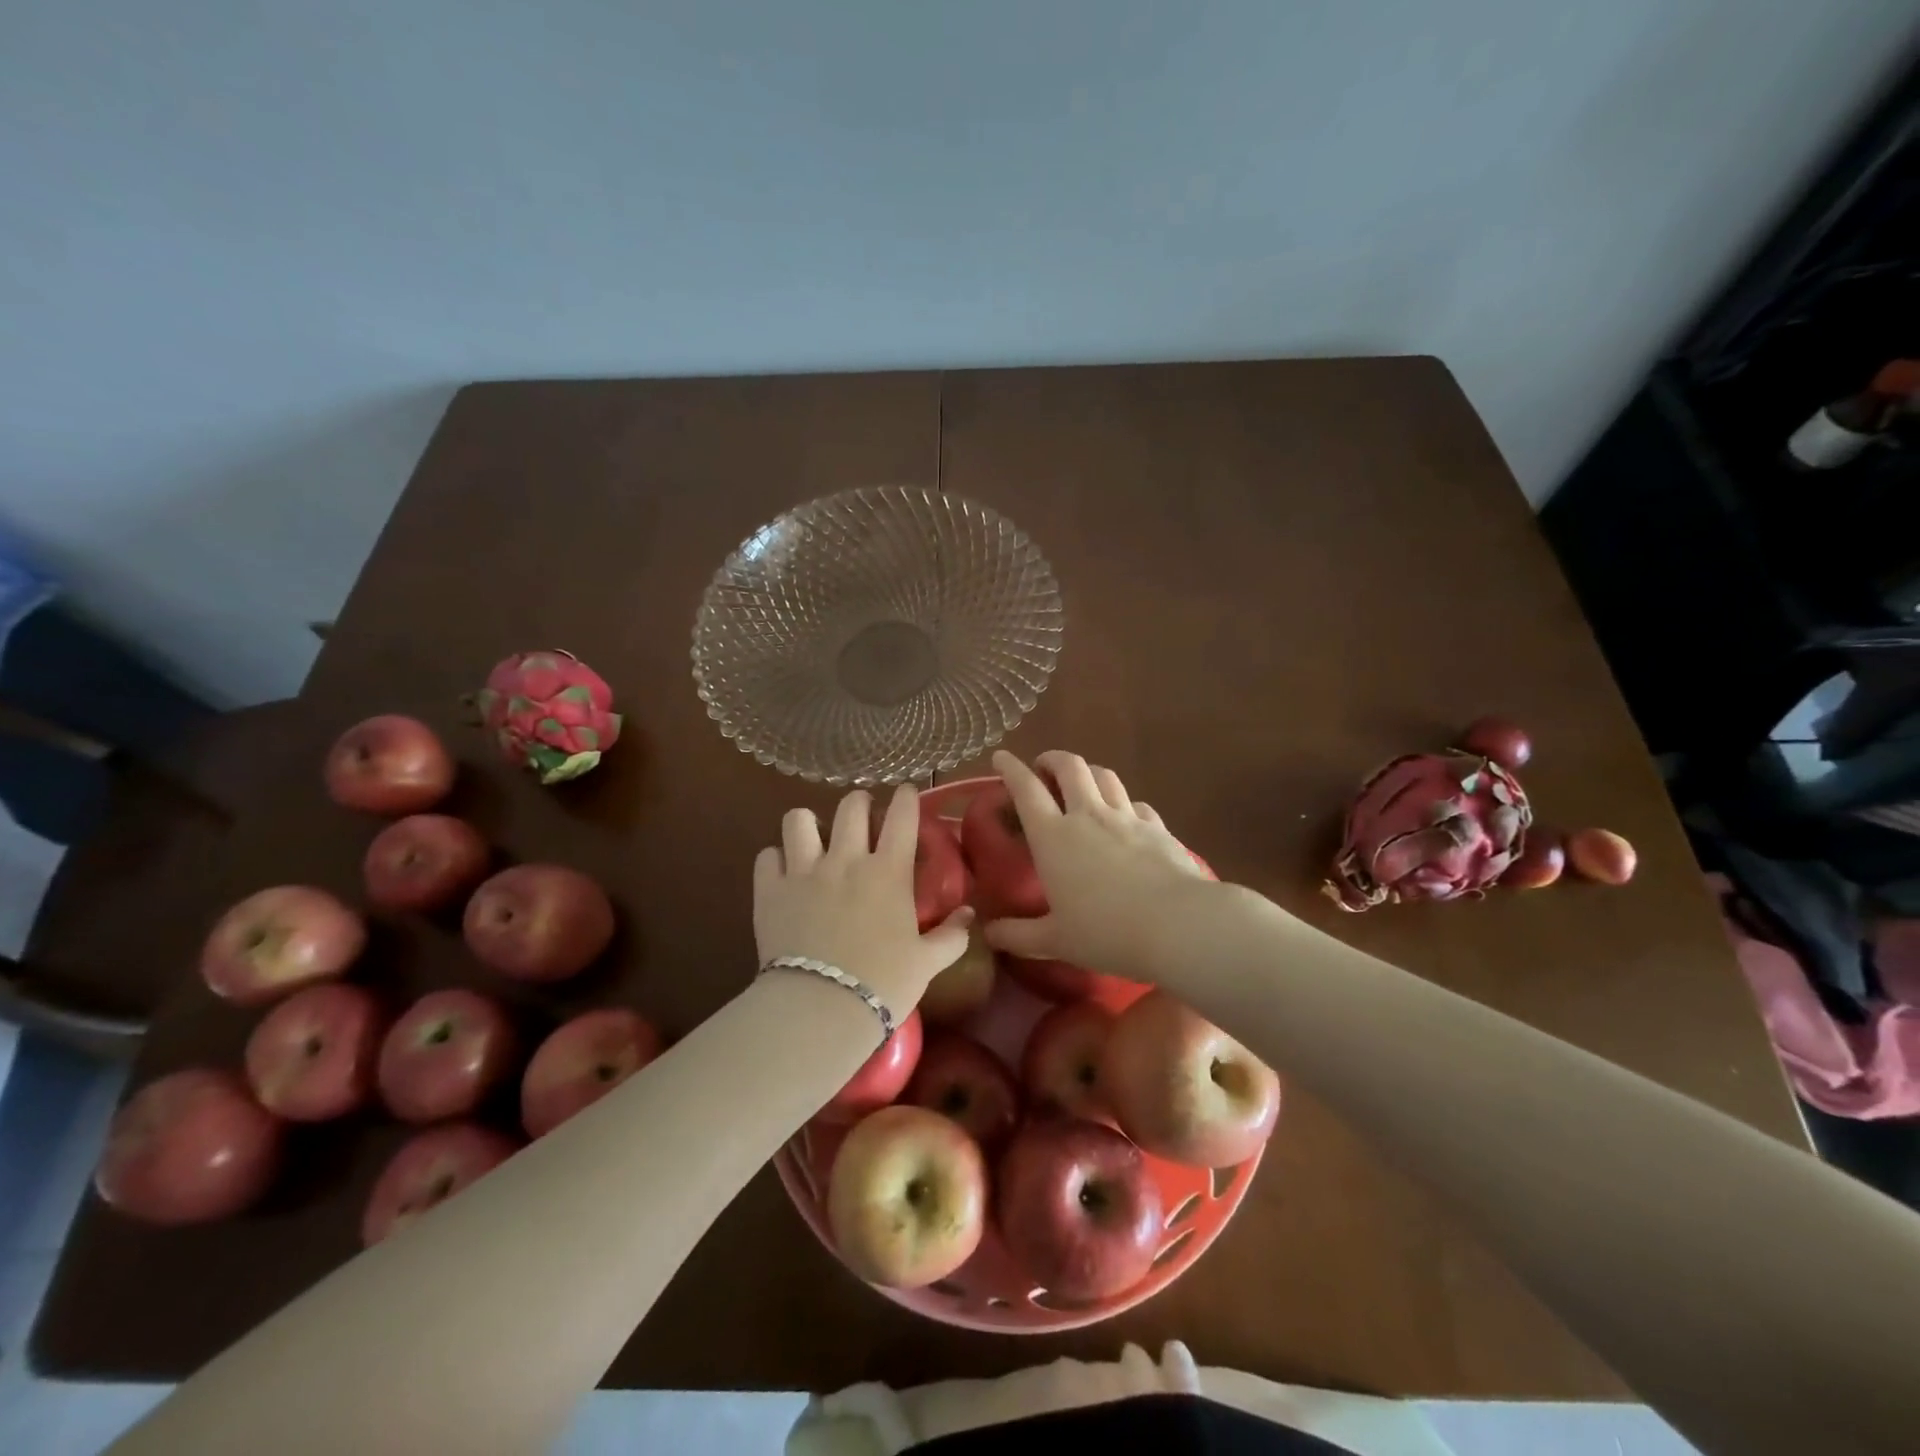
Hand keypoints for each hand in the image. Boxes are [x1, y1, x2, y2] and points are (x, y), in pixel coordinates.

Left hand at [755, 784, 971, 1015]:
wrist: (821, 1008)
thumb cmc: (883, 984)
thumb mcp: (927, 962)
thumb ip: (951, 935)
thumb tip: (969, 914)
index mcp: (889, 871)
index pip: (902, 816)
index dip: (906, 797)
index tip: (907, 793)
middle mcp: (846, 859)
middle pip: (851, 806)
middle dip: (860, 803)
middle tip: (863, 816)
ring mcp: (804, 871)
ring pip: (799, 819)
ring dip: (809, 823)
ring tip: (814, 837)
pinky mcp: (770, 890)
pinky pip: (767, 856)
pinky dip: (776, 859)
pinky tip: (783, 872)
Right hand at [982, 750, 1213, 980]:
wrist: (1178, 925)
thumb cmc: (1107, 932)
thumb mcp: (1055, 941)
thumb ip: (1018, 936)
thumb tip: (988, 934)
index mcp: (1053, 837)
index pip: (1025, 789)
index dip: (1010, 768)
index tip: (1000, 757)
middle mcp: (1088, 816)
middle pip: (1069, 767)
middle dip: (1052, 759)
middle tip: (1043, 767)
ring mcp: (1126, 817)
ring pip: (1104, 775)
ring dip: (1087, 772)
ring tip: (1081, 782)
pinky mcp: (1157, 827)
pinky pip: (1136, 803)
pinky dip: (1123, 802)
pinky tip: (1125, 816)